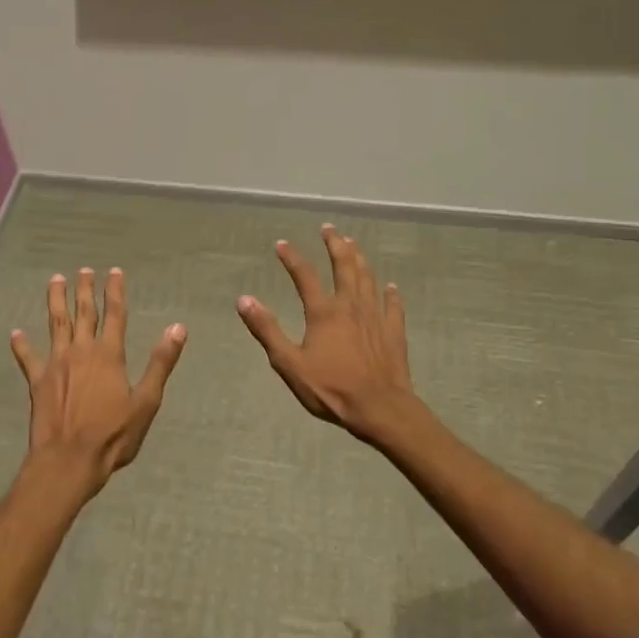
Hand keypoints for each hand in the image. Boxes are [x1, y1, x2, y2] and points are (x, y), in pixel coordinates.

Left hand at [11, 267, 186, 498]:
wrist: (69, 460)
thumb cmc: (113, 435)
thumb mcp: (146, 402)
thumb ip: (160, 363)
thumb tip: (178, 328)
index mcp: (109, 355)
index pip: (115, 314)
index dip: (115, 291)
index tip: (114, 271)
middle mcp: (81, 352)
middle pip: (83, 313)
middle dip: (85, 290)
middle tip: (83, 270)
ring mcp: (56, 365)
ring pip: (56, 324)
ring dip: (56, 301)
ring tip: (55, 280)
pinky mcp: (37, 382)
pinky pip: (28, 359)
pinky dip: (22, 345)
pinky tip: (16, 333)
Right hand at [237, 225, 414, 442]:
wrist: (380, 408)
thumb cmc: (330, 389)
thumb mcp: (289, 363)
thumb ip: (267, 330)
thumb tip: (244, 300)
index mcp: (324, 312)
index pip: (305, 276)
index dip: (292, 258)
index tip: (282, 244)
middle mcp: (350, 306)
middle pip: (344, 267)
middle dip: (335, 245)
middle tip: (329, 229)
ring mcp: (375, 317)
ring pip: (368, 279)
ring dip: (360, 259)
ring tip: (354, 245)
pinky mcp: (394, 332)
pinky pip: (393, 306)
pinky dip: (391, 294)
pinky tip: (390, 287)